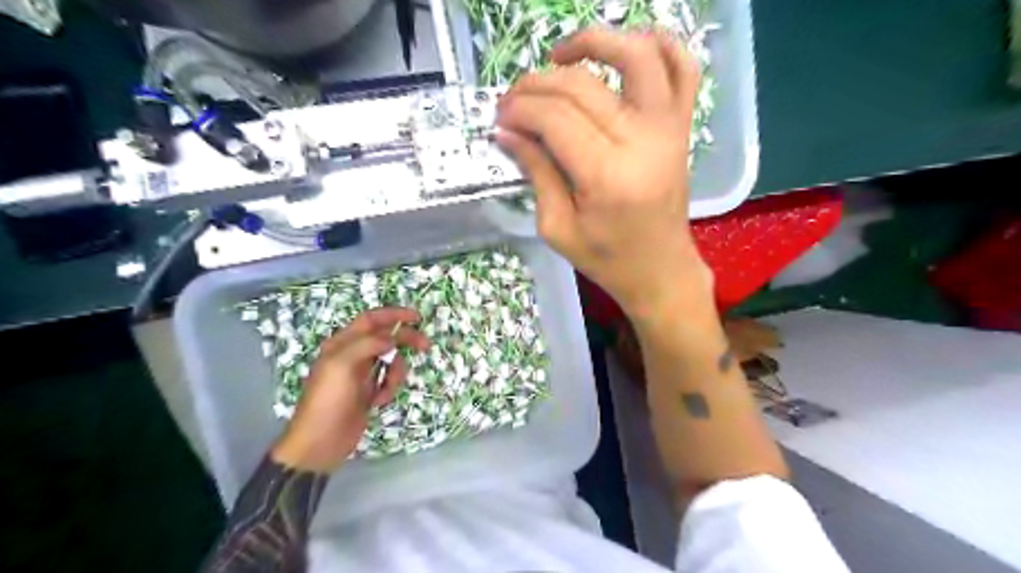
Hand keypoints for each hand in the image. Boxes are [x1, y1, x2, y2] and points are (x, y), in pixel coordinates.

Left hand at [268, 307, 426, 471]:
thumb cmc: (328, 400)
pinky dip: (389, 389)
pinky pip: (389, 381)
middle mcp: (353, 355)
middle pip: (386, 338)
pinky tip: (378, 402)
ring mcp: (362, 374)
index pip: (371, 319)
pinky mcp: (369, 392)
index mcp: (342, 344)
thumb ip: (368, 344)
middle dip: (405, 341)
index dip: (394, 315)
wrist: (321, 442)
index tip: (417, 317)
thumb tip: (392, 338)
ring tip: (385, 391)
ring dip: (395, 373)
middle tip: (425, 346)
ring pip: (391, 361)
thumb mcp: (342, 365)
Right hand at [494, 27, 712, 316]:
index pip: (554, 118)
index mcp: (606, 177)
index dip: (520, 109)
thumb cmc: (607, 259)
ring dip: (595, 41)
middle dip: (536, 84)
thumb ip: (535, 172)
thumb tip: (506, 131)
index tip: (500, 118)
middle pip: (582, 86)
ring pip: (637, 57)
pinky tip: (626, 48)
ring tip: (561, 57)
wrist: (660, 270)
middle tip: (513, 100)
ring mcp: (668, 129)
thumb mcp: (557, 228)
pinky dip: (660, 44)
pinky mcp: (681, 127)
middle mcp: (641, 143)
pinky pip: (683, 68)